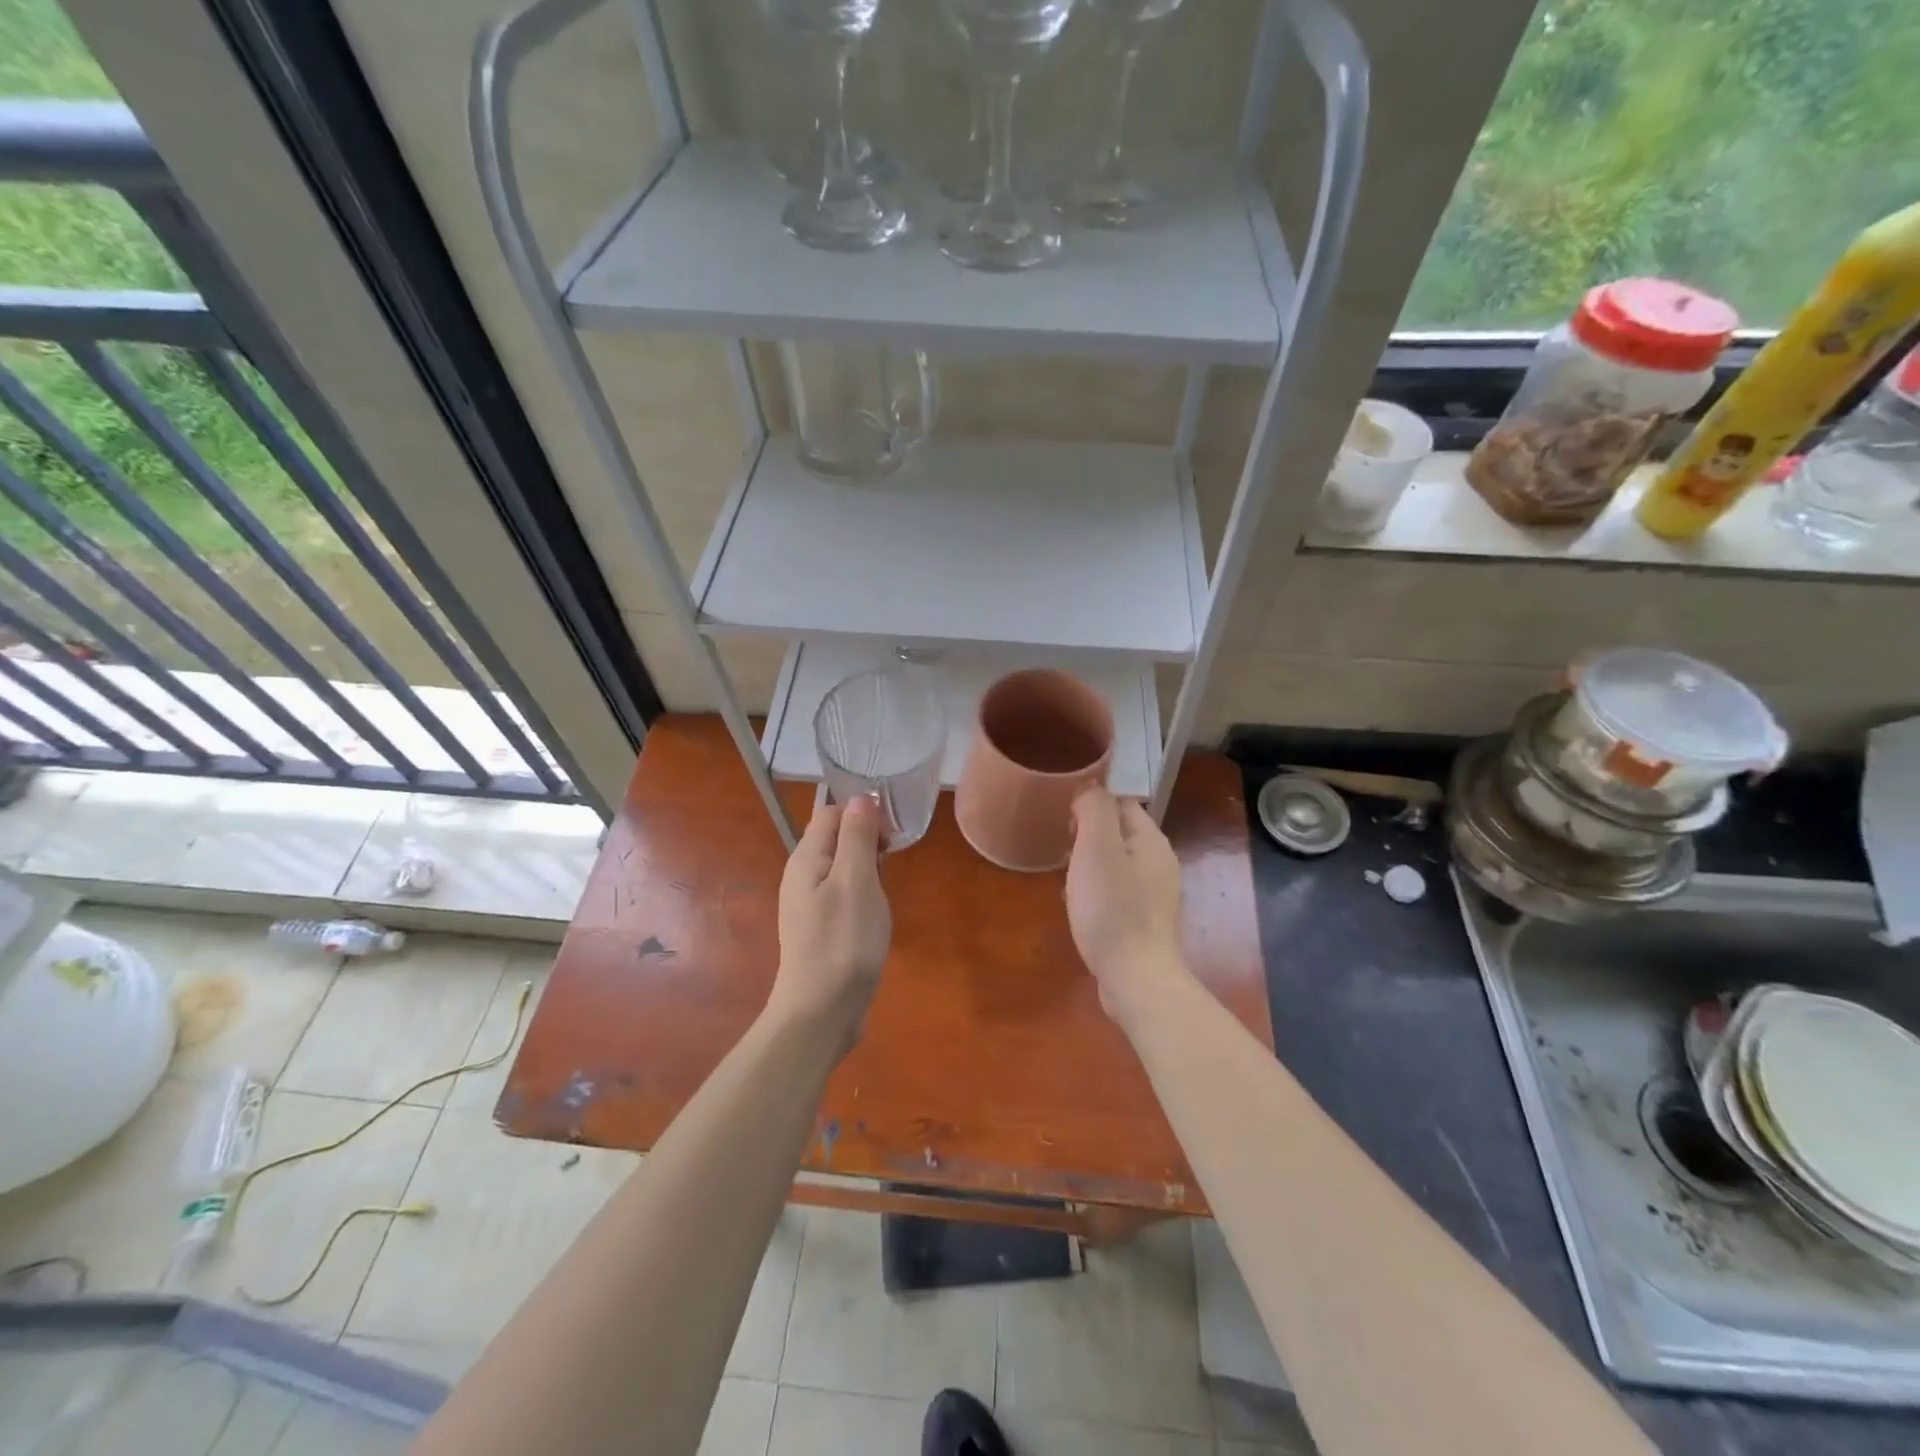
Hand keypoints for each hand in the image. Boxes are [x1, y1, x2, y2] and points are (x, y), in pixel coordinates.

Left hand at [769, 795, 891, 1050]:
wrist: (821, 1012)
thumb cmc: (843, 941)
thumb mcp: (857, 881)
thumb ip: (857, 837)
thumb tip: (860, 798)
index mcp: (806, 858)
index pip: (831, 813)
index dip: (862, 815)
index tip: (889, 840)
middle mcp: (801, 875)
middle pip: (835, 838)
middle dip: (867, 841)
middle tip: (889, 866)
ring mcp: (808, 903)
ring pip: (841, 866)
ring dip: (866, 869)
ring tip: (883, 893)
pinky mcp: (819, 927)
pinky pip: (842, 893)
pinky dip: (861, 893)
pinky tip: (873, 915)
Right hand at [1067, 788, 1189, 1025]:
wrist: (1136, 978)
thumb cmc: (1112, 908)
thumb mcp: (1096, 848)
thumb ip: (1094, 810)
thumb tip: (1090, 789)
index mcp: (1152, 840)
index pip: (1121, 802)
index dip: (1091, 804)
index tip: (1065, 821)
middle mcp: (1160, 862)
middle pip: (1120, 832)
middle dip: (1089, 835)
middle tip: (1063, 850)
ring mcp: (1156, 894)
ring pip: (1118, 862)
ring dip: (1091, 864)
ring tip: (1068, 879)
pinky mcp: (1147, 921)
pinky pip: (1119, 891)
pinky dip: (1099, 890)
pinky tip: (1082, 907)